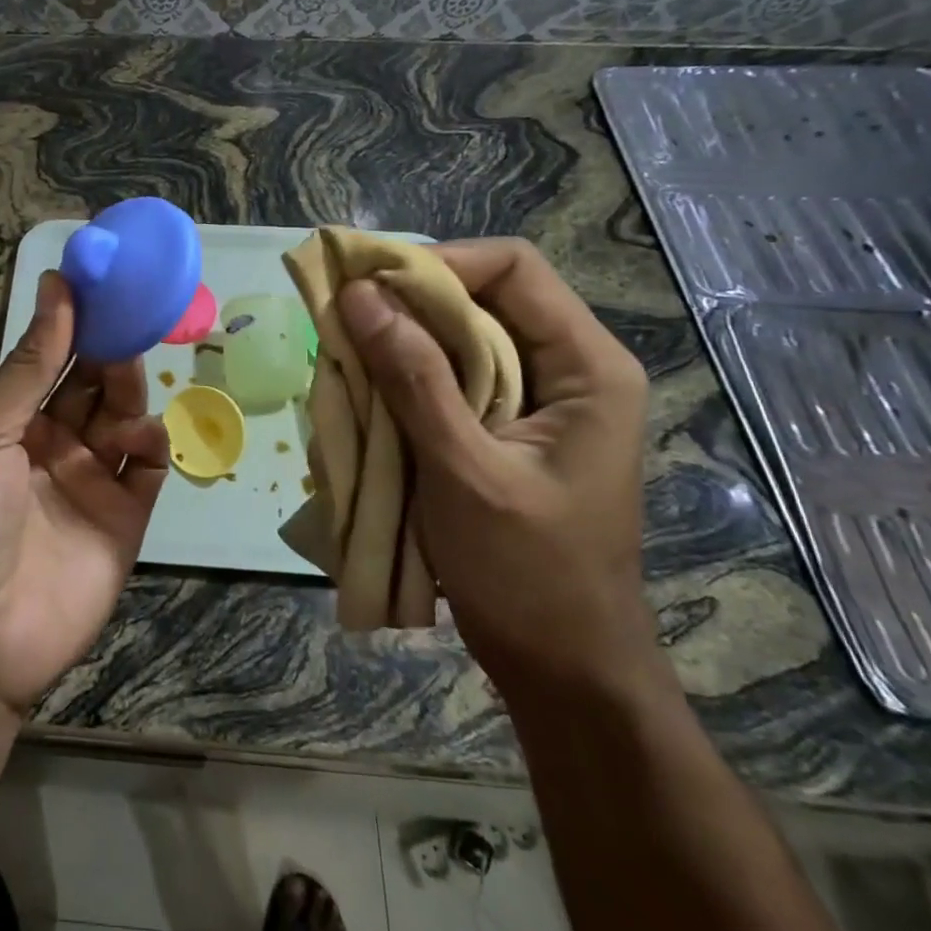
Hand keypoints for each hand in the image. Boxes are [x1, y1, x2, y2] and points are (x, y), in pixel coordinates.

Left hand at [0, 271, 169, 713]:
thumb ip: (29, 366)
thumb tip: (57, 285)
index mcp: (11, 418)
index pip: (52, 356)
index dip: (77, 318)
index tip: (106, 280)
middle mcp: (52, 442)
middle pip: (93, 382)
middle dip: (110, 350)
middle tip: (130, 320)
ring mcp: (90, 480)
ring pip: (124, 418)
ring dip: (130, 392)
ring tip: (126, 381)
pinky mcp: (124, 519)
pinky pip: (148, 469)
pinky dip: (153, 445)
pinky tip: (142, 439)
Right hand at [337, 239, 653, 696]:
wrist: (563, 667)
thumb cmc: (527, 573)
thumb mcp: (462, 470)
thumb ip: (413, 378)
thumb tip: (359, 294)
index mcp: (587, 366)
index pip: (513, 267)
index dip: (438, 262)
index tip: (369, 285)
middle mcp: (568, 367)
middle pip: (482, 296)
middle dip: (408, 302)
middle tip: (343, 319)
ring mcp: (539, 399)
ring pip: (460, 335)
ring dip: (401, 341)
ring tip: (346, 355)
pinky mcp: (508, 427)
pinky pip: (452, 375)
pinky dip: (406, 376)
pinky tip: (368, 394)